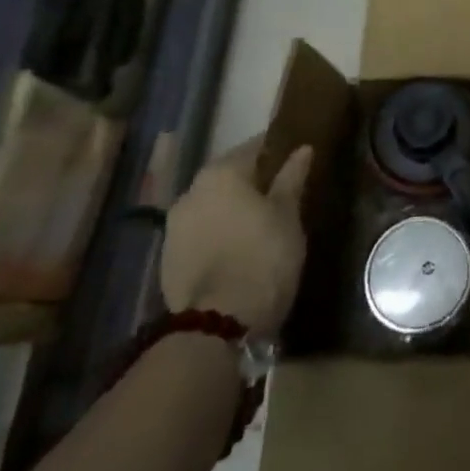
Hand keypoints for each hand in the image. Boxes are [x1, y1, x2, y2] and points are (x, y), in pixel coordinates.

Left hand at [160, 142, 312, 340]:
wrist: (217, 324)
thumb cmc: (263, 257)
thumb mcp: (287, 215)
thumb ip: (292, 178)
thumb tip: (302, 149)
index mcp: (221, 173)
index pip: (255, 147)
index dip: (278, 151)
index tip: (296, 158)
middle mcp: (191, 191)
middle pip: (229, 176)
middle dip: (253, 181)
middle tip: (281, 193)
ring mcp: (174, 227)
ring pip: (212, 205)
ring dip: (232, 209)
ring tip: (260, 223)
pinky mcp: (167, 260)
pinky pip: (200, 233)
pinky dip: (218, 233)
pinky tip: (237, 248)